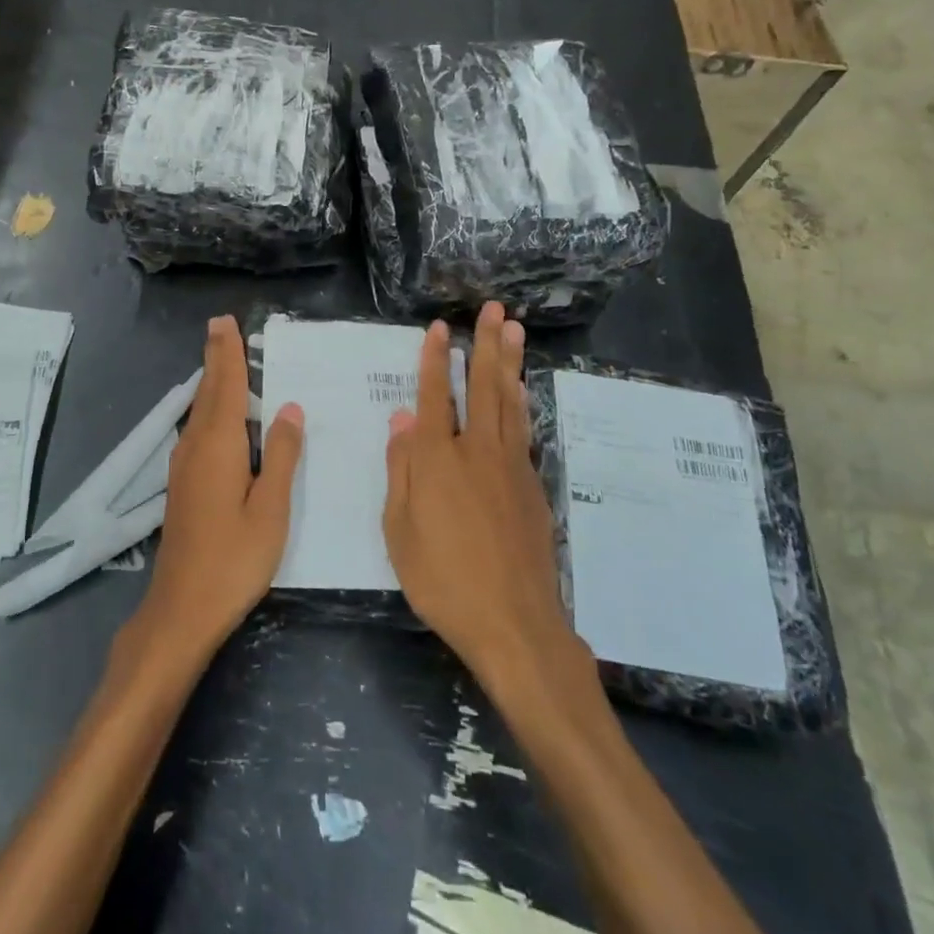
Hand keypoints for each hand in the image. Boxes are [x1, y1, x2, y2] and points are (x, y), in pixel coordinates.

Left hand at [127, 316, 304, 672]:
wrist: (182, 607)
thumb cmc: (234, 559)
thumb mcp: (270, 510)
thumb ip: (281, 456)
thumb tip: (290, 408)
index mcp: (219, 446)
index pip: (225, 386)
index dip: (227, 353)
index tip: (225, 322)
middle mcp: (196, 446)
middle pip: (208, 392)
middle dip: (216, 358)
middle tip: (221, 326)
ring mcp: (184, 465)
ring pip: (200, 410)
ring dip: (212, 381)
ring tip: (223, 358)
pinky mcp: (182, 483)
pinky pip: (198, 428)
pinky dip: (209, 406)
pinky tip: (217, 414)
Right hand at [383, 302, 596, 698]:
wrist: (515, 624)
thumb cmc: (443, 580)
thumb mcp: (400, 530)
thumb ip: (402, 469)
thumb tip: (402, 419)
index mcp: (437, 460)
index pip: (434, 396)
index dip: (434, 359)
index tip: (440, 327)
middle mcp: (477, 451)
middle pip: (482, 386)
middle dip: (486, 344)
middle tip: (495, 309)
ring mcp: (511, 467)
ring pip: (510, 402)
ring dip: (510, 363)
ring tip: (515, 331)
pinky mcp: (532, 486)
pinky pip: (523, 430)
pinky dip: (520, 402)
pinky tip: (520, 392)